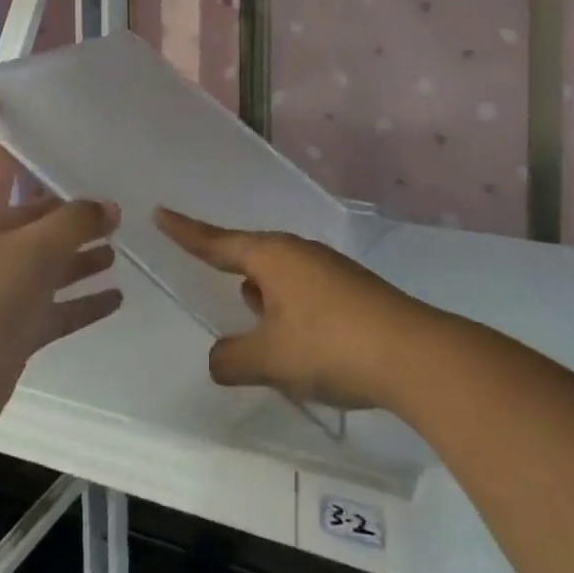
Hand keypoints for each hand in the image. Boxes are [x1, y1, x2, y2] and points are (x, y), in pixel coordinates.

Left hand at [0, 140, 122, 442]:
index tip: (38, 111)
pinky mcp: (18, 328)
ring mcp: (7, 289)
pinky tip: (118, 296)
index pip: (0, 163)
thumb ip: (76, 222)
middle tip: (115, 192)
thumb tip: (109, 207)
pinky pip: (59, 308)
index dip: (13, 135)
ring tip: (120, 241)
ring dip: (83, 254)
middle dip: (72, 206)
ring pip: (52, 262)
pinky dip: (85, 302)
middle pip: (37, 216)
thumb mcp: (35, 248)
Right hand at [155, 209, 426, 410]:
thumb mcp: (269, 359)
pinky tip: (296, 341)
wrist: (412, 354)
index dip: (186, 232)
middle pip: (252, 255)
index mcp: (272, 256)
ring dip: (263, 296)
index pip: (217, 242)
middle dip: (231, 269)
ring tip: (252, 317)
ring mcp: (329, 270)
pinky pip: (305, 293)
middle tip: (208, 269)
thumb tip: (219, 358)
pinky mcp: (351, 292)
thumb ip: (232, 359)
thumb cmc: (329, 345)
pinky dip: (290, 311)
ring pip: (281, 277)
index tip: (161, 213)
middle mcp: (299, 253)